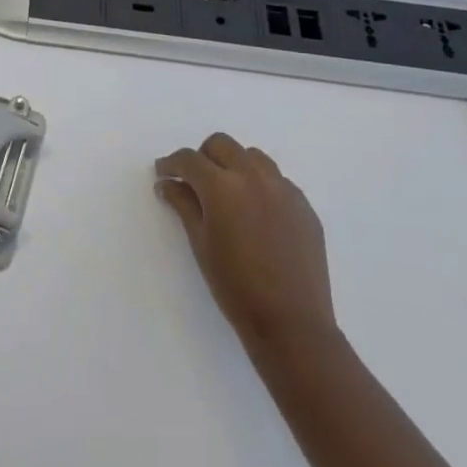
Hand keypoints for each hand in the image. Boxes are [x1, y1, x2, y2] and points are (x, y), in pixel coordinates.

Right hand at [155, 134, 335, 355]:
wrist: (292, 322)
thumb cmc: (235, 286)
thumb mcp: (200, 244)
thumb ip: (183, 205)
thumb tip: (167, 183)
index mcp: (223, 187)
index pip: (190, 159)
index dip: (171, 164)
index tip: (163, 173)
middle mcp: (254, 177)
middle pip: (222, 145)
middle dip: (202, 157)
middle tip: (193, 181)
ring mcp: (284, 189)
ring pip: (252, 156)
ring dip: (233, 164)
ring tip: (227, 193)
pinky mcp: (304, 205)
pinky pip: (276, 179)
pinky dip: (259, 183)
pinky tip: (255, 212)